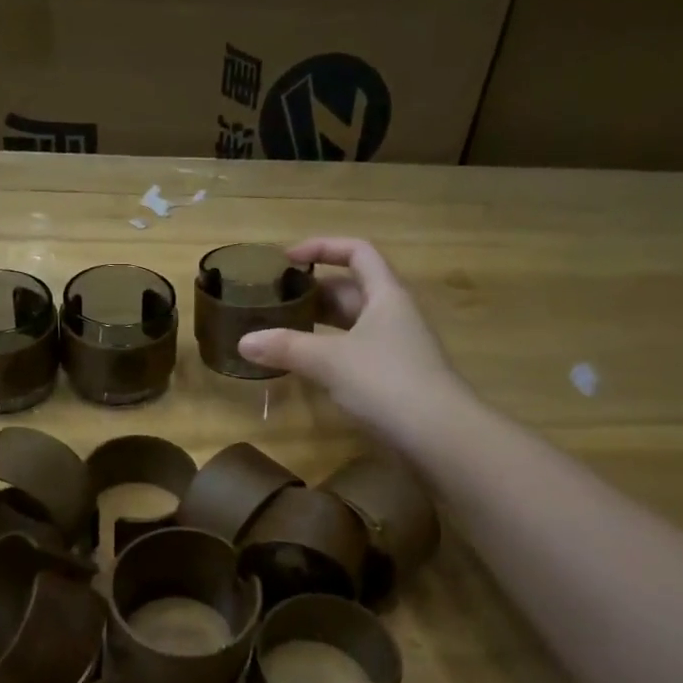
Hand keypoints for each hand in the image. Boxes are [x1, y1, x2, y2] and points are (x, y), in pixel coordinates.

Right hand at [238, 239, 462, 444]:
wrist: (438, 434)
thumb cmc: (386, 382)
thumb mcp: (330, 361)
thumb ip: (286, 347)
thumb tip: (244, 341)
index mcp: (386, 295)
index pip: (357, 252)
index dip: (323, 247)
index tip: (287, 258)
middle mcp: (394, 313)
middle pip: (352, 288)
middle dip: (314, 290)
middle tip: (276, 300)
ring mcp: (397, 346)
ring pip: (353, 323)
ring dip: (320, 322)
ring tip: (283, 329)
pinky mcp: (394, 376)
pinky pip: (356, 350)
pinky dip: (330, 350)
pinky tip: (308, 365)